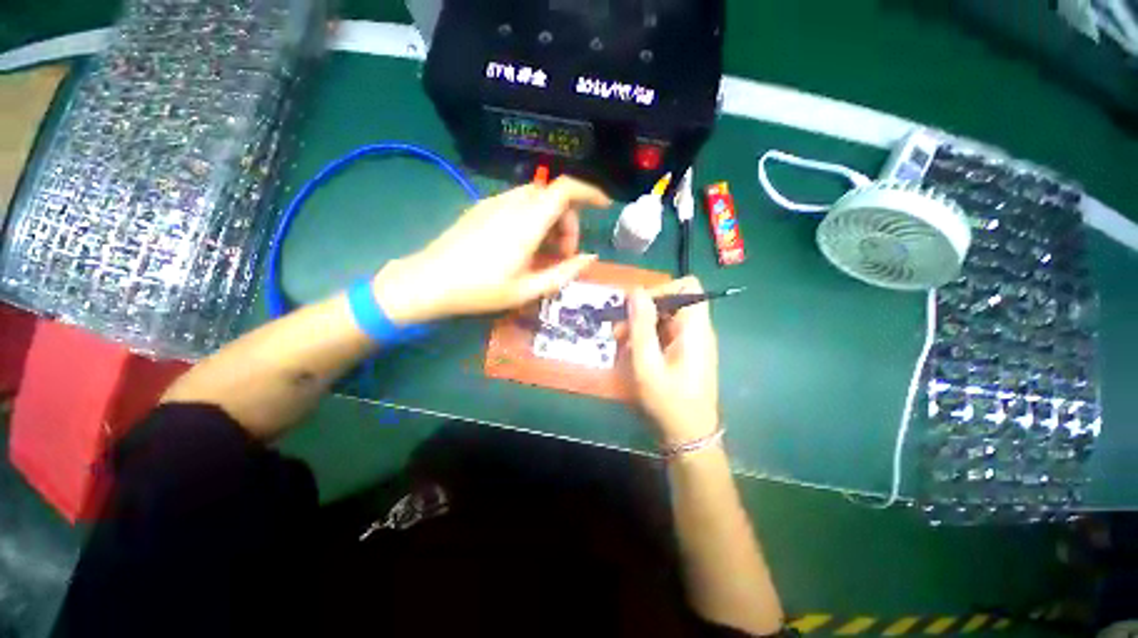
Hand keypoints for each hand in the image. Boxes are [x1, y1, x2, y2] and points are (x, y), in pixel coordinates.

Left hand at [372, 177, 610, 322]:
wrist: (429, 281)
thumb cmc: (480, 290)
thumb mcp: (528, 289)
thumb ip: (564, 273)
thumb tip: (590, 258)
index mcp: (526, 224)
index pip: (565, 189)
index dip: (589, 192)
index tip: (604, 207)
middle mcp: (512, 205)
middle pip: (553, 196)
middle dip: (568, 221)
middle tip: (564, 254)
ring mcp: (494, 203)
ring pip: (536, 199)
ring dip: (550, 220)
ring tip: (545, 253)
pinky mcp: (482, 208)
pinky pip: (518, 204)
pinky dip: (532, 218)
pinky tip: (524, 245)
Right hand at [628, 277, 719, 445]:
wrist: (689, 435)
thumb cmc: (668, 401)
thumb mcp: (647, 364)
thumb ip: (641, 326)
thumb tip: (636, 291)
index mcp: (695, 328)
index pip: (686, 286)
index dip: (660, 289)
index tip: (636, 307)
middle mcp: (697, 329)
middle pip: (672, 301)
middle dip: (642, 310)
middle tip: (618, 329)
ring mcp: (691, 341)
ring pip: (665, 317)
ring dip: (640, 325)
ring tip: (620, 341)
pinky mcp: (684, 351)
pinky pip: (664, 332)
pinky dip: (646, 336)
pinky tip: (632, 351)